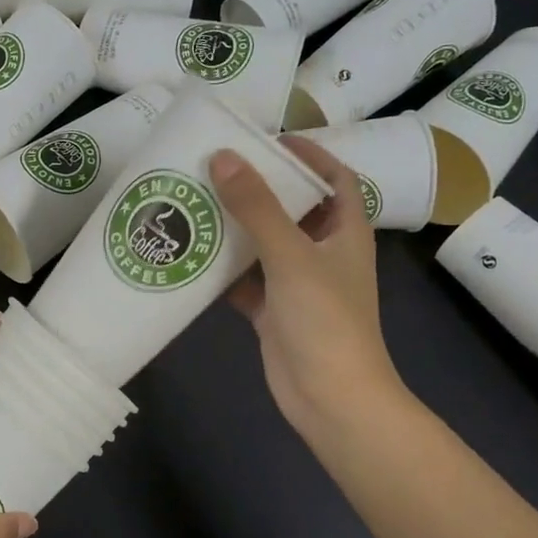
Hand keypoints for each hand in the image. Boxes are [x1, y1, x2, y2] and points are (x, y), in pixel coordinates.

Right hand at [210, 137, 412, 448]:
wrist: (330, 398)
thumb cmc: (325, 320)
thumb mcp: (291, 255)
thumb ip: (257, 207)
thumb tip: (223, 157)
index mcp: (345, 231)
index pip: (335, 178)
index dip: (308, 155)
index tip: (267, 140)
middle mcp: (323, 252)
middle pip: (293, 208)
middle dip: (260, 187)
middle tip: (216, 167)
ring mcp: (298, 283)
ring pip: (265, 243)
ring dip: (236, 226)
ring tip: (196, 201)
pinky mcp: (274, 311)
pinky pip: (246, 279)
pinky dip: (224, 269)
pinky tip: (192, 255)